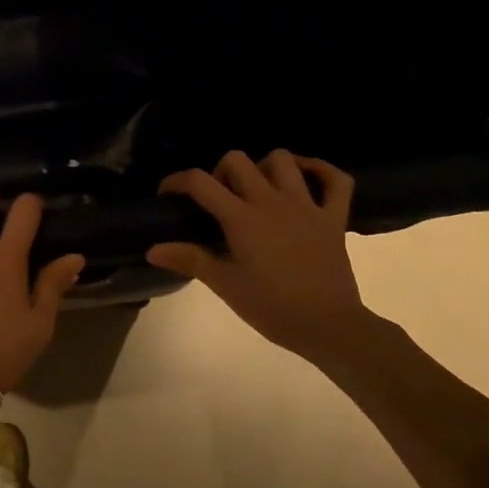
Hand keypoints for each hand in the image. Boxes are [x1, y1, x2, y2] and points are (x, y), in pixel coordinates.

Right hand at [146, 150, 379, 364]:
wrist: (329, 327)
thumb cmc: (272, 308)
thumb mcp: (226, 286)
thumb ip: (190, 260)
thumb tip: (152, 249)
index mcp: (242, 218)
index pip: (200, 182)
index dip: (177, 181)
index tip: (168, 195)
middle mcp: (272, 201)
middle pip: (238, 160)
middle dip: (220, 171)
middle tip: (218, 199)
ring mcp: (307, 205)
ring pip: (283, 160)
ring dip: (264, 167)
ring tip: (257, 189)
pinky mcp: (334, 217)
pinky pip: (336, 180)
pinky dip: (320, 170)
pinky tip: (305, 177)